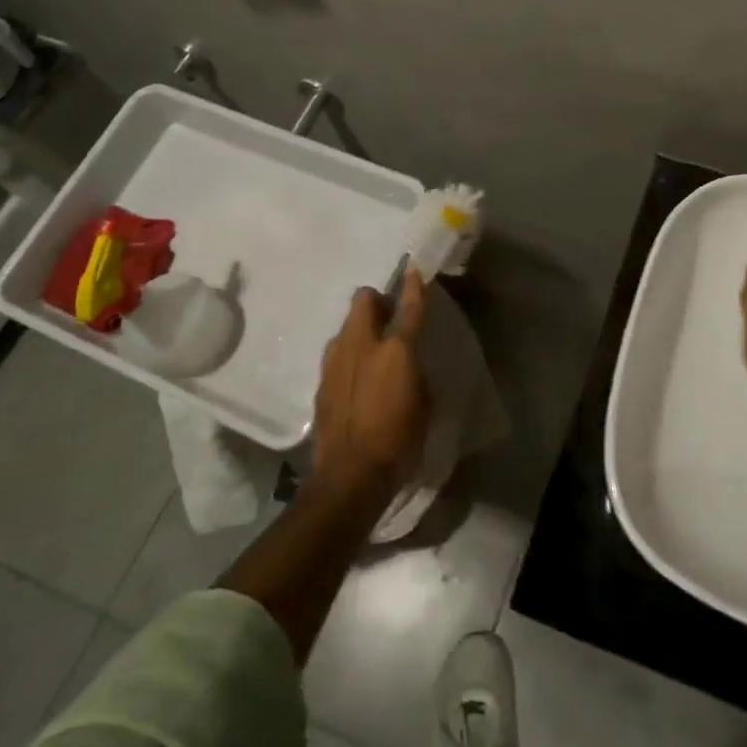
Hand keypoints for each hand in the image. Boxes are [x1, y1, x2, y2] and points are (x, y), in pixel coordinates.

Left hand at [310, 267, 432, 501]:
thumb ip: (416, 374)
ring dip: (360, 327)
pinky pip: (337, 352)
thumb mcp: (424, 406)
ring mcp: (336, 361)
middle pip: (363, 300)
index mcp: (396, 350)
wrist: (349, 477)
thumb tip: (408, 366)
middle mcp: (362, 346)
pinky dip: (348, 354)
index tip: (414, 269)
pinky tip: (356, 377)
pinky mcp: (321, 381)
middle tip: (389, 316)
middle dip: (376, 300)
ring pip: (346, 325)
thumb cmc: (398, 443)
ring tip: (371, 349)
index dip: (414, 286)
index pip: (409, 307)